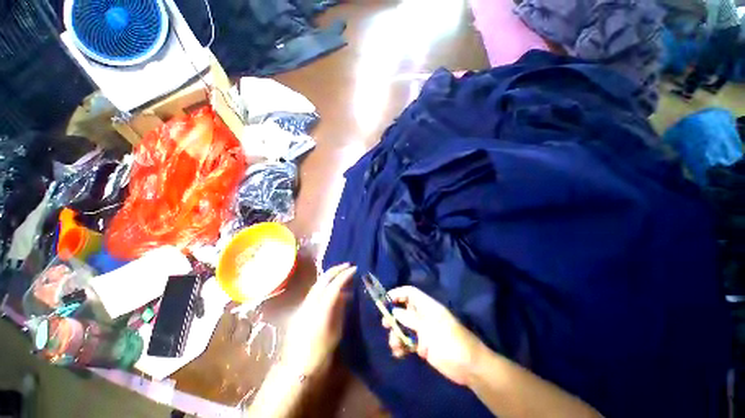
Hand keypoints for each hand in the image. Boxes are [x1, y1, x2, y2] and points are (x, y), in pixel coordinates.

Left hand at [281, 263, 355, 376]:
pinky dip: (324, 286)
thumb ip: (339, 309)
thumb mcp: (335, 331)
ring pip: (318, 283)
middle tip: (348, 266)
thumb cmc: (320, 353)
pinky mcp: (300, 309)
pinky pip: (314, 292)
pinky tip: (331, 290)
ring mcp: (303, 305)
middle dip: (336, 270)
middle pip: (323, 279)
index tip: (355, 268)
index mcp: (321, 309)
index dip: (345, 275)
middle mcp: (310, 302)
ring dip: (330, 276)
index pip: (335, 285)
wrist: (296, 368)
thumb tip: (345, 295)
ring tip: (341, 274)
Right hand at [384, 286, 481, 385]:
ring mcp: (423, 331)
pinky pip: (408, 342)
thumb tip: (394, 311)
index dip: (398, 293)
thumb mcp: (429, 328)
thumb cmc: (450, 342)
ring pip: (404, 327)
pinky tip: (399, 354)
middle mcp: (424, 316)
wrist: (469, 367)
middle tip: (385, 324)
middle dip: (393, 316)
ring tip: (395, 346)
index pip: (410, 293)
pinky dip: (401, 346)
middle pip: (404, 310)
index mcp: (427, 307)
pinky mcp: (423, 346)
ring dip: (396, 335)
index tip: (385, 300)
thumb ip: (410, 319)